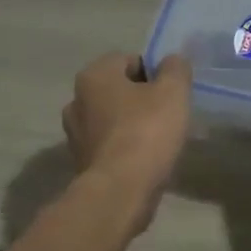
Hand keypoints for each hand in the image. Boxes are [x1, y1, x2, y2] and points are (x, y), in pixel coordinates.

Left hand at [63, 53, 192, 237]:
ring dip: (132, 124)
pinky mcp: (81, 161)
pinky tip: (144, 159)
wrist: (121, 190)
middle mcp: (76, 99)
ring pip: (112, 118)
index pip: (128, 60)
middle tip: (168, 114)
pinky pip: (109, 144)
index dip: (154, 72)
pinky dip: (125, 147)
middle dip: (142, 98)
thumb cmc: (146, 132)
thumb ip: (175, 69)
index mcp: (94, 75)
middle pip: (118, 90)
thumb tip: (172, 62)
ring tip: (158, 140)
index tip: (171, 92)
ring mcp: (75, 133)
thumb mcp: (173, 92)